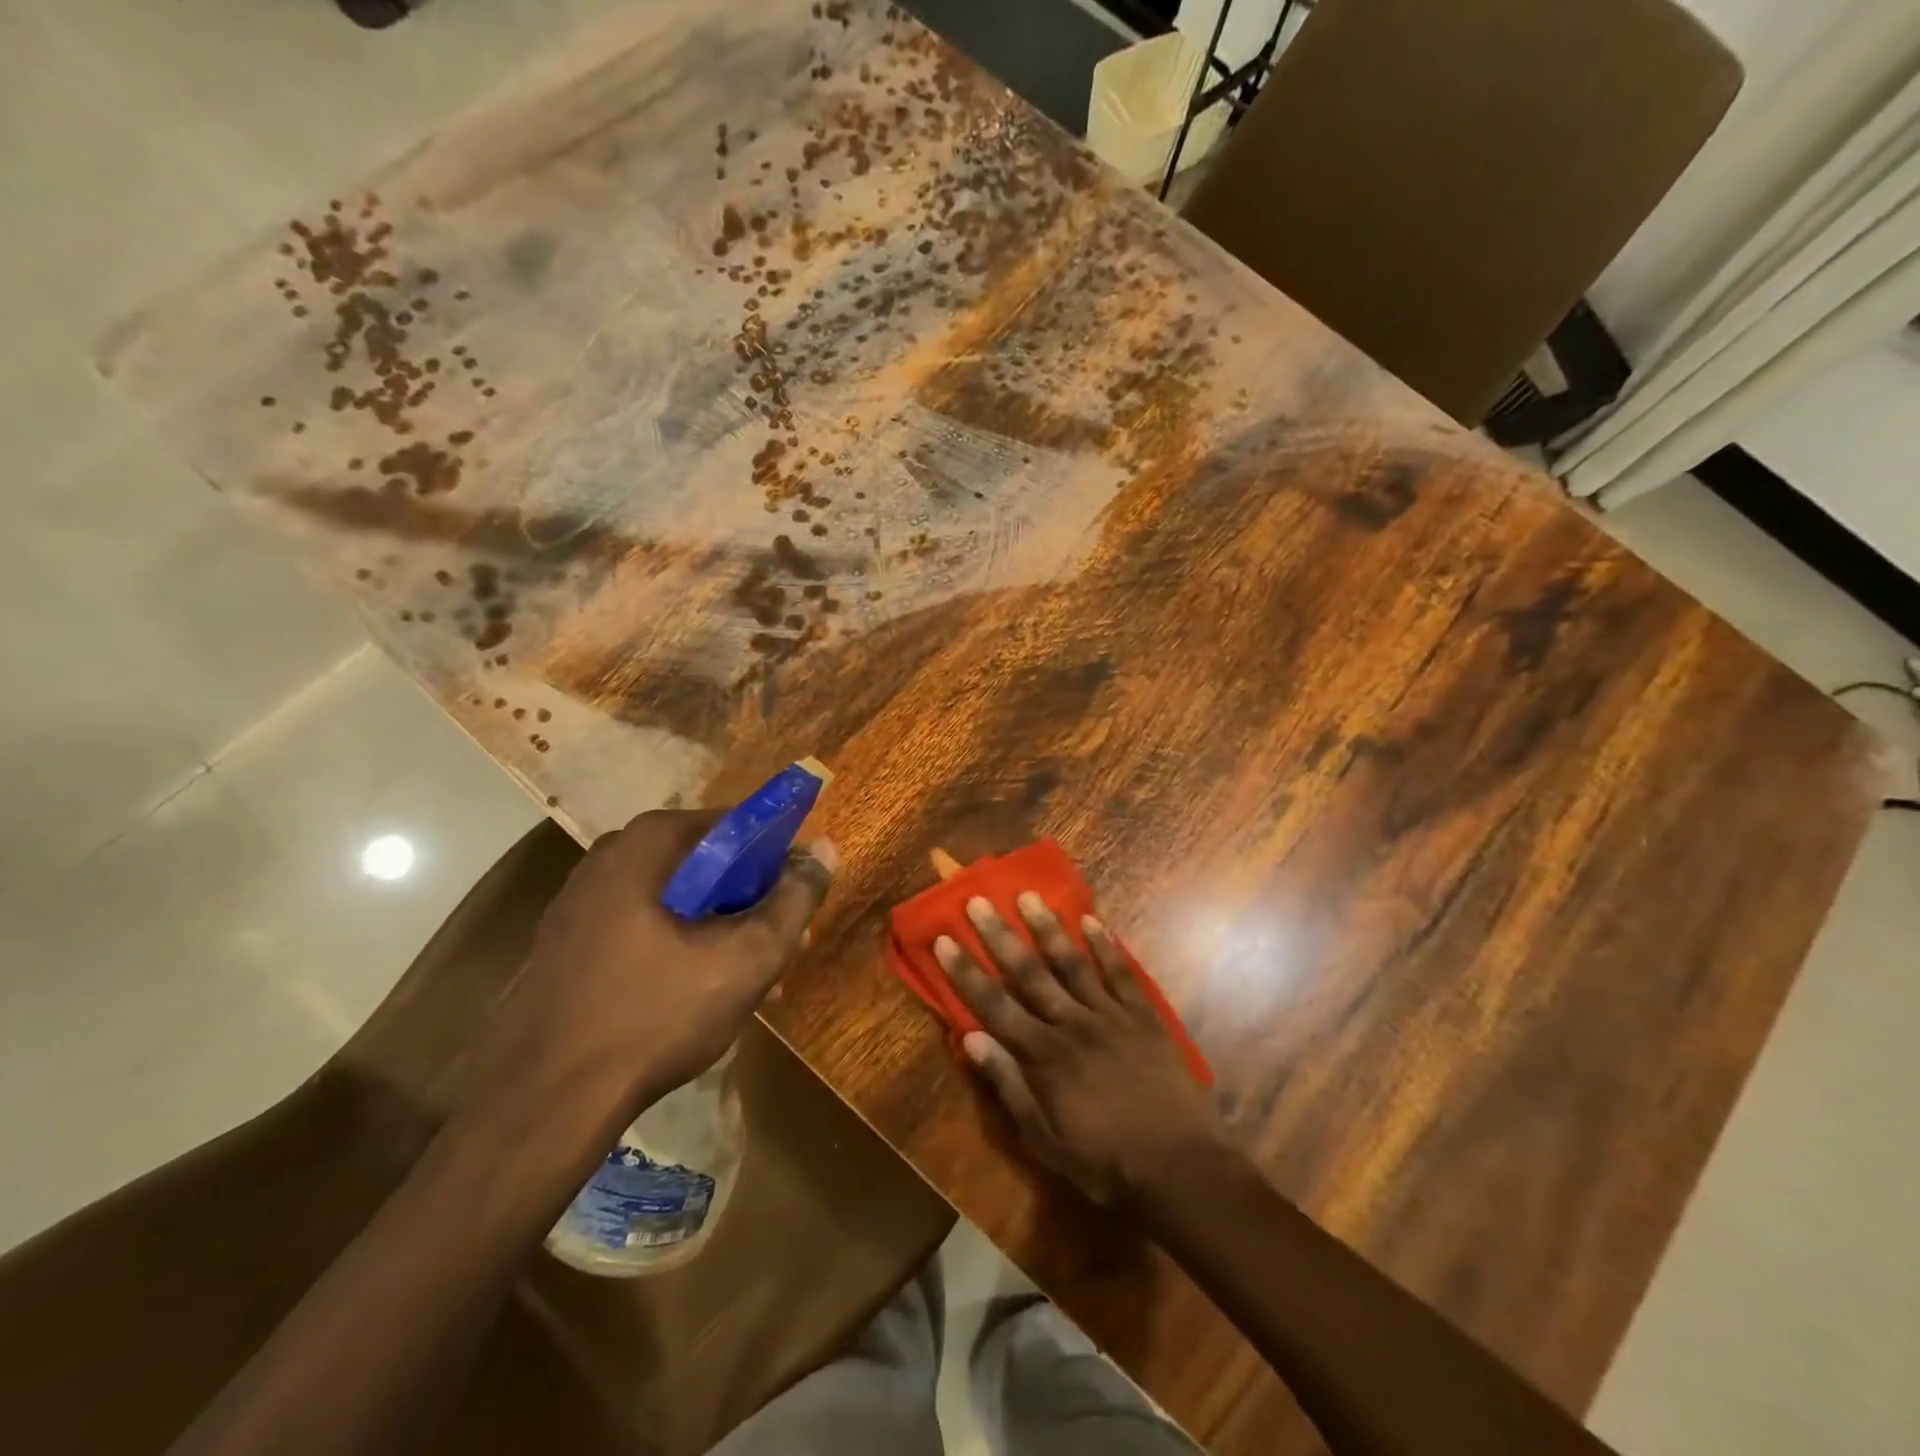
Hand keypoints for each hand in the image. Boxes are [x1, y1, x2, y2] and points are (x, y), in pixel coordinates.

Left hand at [480, 809, 834, 1121]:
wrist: (544, 1104)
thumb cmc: (655, 1016)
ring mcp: (579, 900)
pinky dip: (676, 944)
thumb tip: (825, 849)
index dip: (777, 859)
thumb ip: (794, 900)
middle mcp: (609, 857)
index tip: (796, 900)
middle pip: (704, 863)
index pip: (736, 825)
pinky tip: (695, 992)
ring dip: (717, 927)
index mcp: (648, 844)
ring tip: (747, 978)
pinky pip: (640, 925)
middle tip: (778, 945)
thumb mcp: (747, 959)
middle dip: (748, 900)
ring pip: (673, 898)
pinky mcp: (564, 942)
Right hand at [936, 893, 1222, 1204]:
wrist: (1178, 1167)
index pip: (994, 1005)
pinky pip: (1120, 973)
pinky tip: (1091, 921)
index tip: (944, 939)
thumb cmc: (1103, 1160)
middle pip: (1029, 972)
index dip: (966, 972)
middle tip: (979, 900)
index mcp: (1043, 1055)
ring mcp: (1110, 1015)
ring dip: (1048, 928)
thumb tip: (969, 1039)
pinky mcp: (1143, 1016)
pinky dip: (1105, 946)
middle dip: (1000, 936)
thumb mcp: (1043, 1138)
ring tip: (1029, 896)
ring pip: (1072, 962)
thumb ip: (1008, 1085)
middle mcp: (1071, 1024)